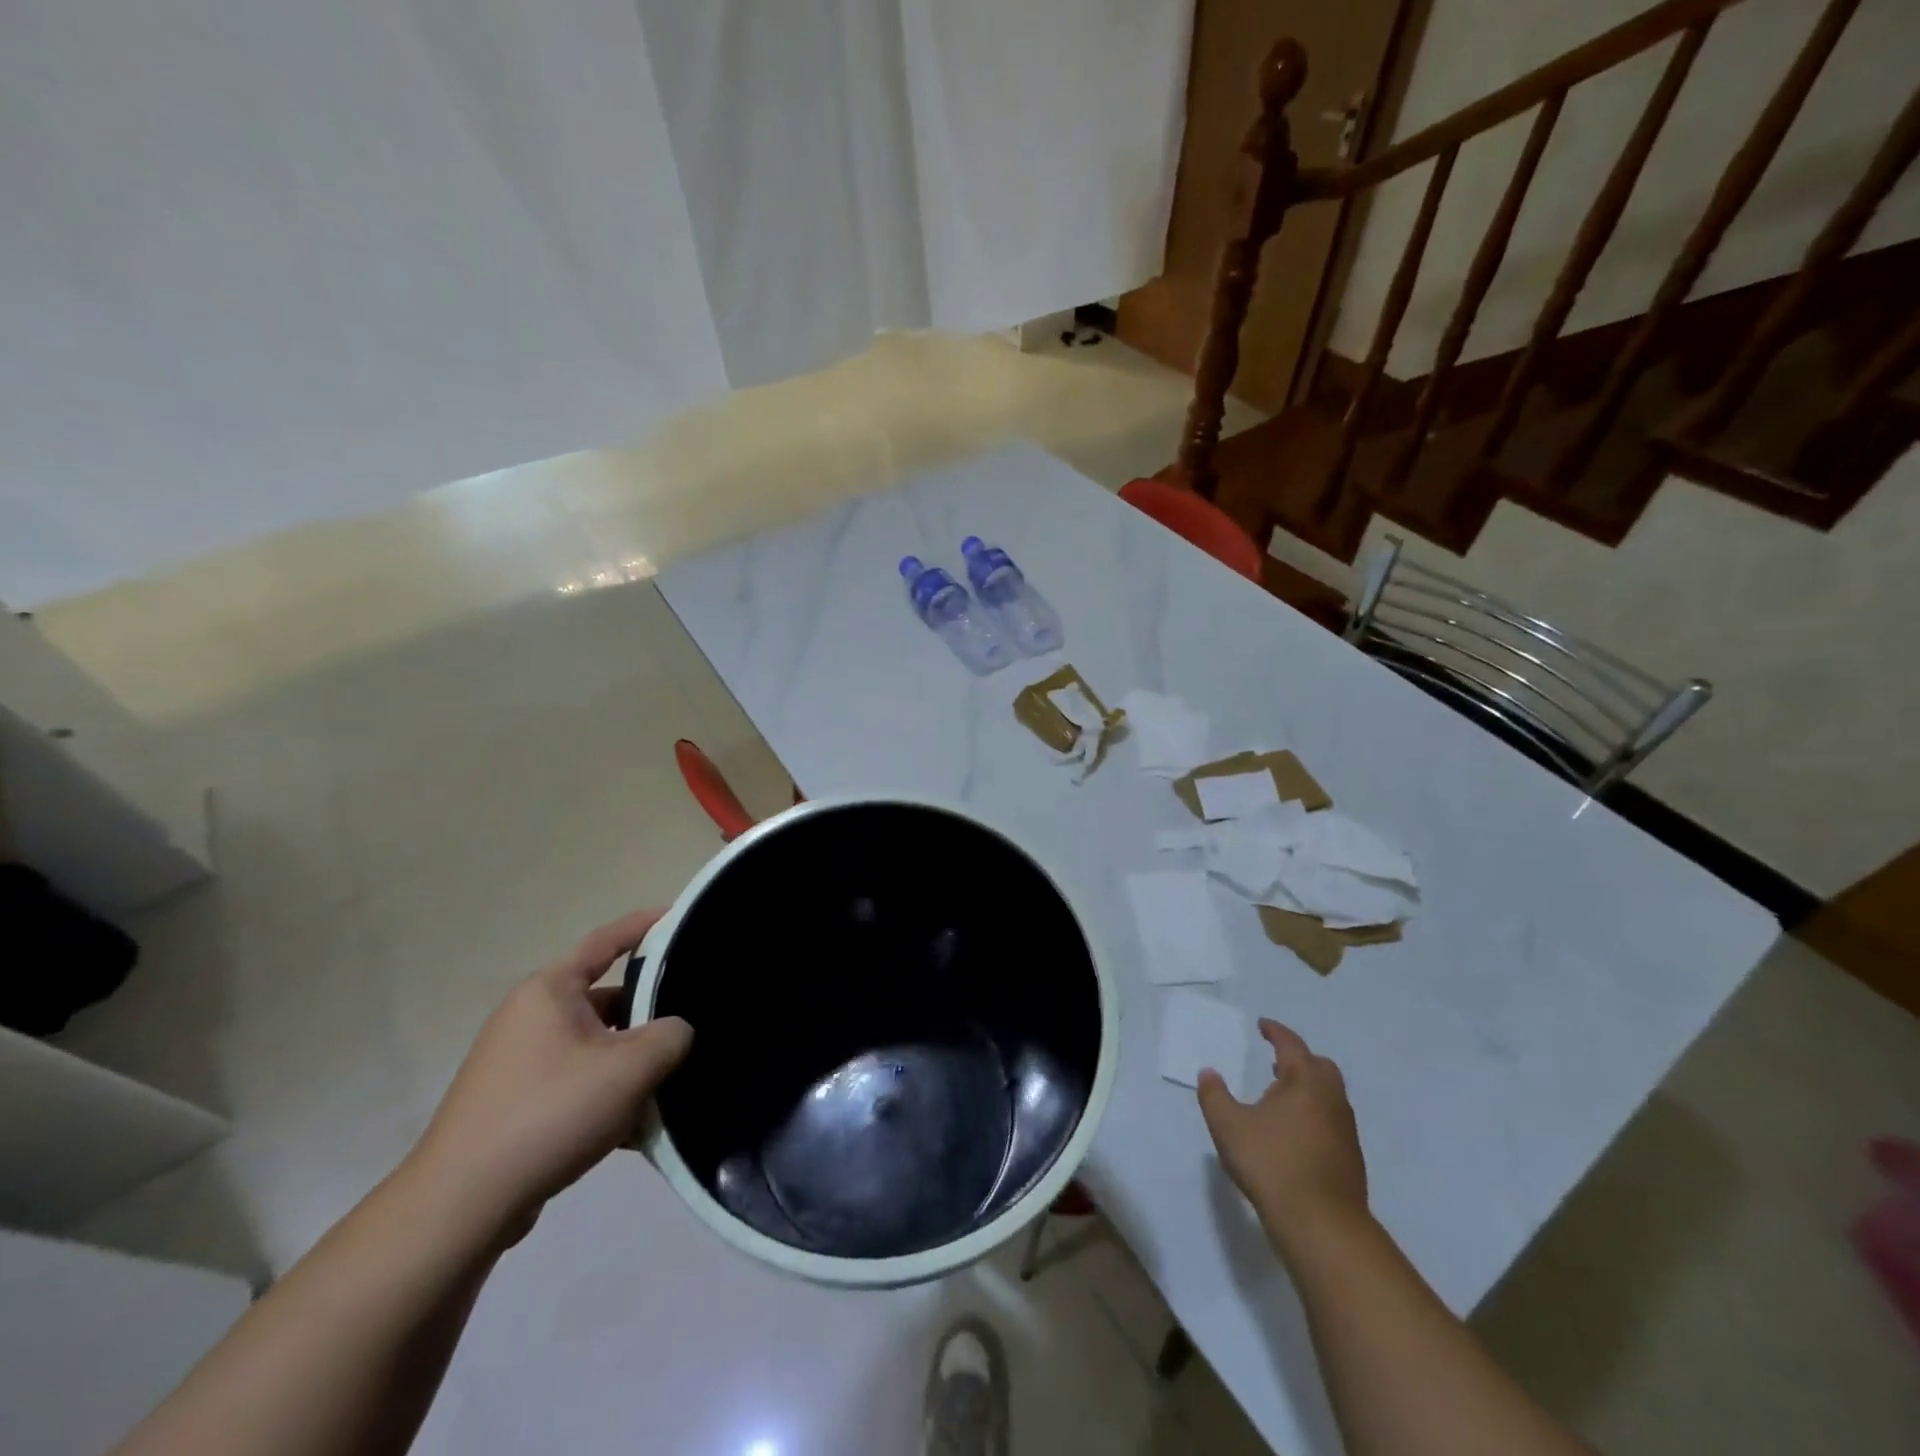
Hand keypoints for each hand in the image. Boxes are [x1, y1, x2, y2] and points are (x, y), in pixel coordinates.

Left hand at [404, 911, 692, 1240]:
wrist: (461, 1207)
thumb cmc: (550, 1113)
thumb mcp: (630, 1069)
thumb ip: (671, 1037)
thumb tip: (677, 1032)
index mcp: (550, 991)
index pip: (606, 941)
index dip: (644, 925)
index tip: (679, 917)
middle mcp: (531, 1017)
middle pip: (607, 1000)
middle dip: (649, 1015)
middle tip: (692, 1022)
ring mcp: (519, 1062)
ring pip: (596, 1047)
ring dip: (631, 1064)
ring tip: (670, 1085)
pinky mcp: (516, 1104)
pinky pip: (577, 1084)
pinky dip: (607, 1096)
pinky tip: (635, 1129)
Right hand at [1198, 1019, 1367, 1260]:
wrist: (1322, 1224)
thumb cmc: (1272, 1163)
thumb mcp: (1228, 1125)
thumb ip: (1214, 1095)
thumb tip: (1209, 1073)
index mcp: (1304, 1080)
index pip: (1291, 1044)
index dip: (1275, 1032)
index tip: (1263, 1026)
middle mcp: (1330, 1098)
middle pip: (1319, 1066)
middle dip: (1298, 1059)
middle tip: (1275, 1062)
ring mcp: (1345, 1129)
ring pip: (1329, 1095)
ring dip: (1307, 1088)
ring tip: (1281, 1096)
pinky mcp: (1350, 1158)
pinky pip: (1331, 1120)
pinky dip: (1314, 1113)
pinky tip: (1294, 1132)